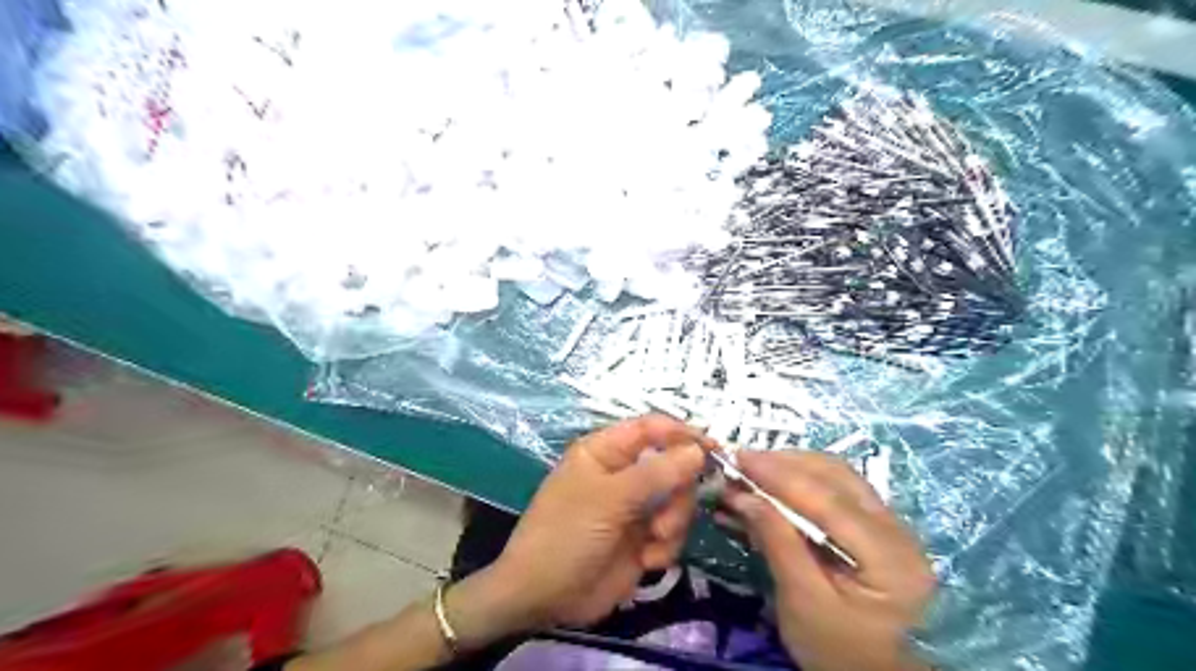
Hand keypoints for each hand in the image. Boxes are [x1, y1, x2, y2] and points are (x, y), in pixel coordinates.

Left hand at [465, 416, 708, 636]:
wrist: (543, 597)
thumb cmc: (567, 534)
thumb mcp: (609, 499)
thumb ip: (656, 473)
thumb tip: (697, 450)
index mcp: (605, 452)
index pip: (650, 429)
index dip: (681, 433)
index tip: (712, 448)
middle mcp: (623, 474)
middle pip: (672, 466)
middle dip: (677, 493)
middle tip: (666, 517)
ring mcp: (634, 507)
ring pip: (678, 501)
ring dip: (673, 523)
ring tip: (653, 542)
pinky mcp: (642, 539)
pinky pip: (672, 532)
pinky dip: (665, 547)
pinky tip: (646, 561)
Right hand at [719, 451, 932, 670]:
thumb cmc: (838, 651)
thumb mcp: (802, 602)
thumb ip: (776, 542)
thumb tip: (743, 495)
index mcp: (890, 558)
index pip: (829, 500)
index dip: (780, 474)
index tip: (738, 458)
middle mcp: (899, 531)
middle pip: (836, 477)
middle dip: (783, 464)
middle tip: (740, 462)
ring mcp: (891, 526)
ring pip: (837, 477)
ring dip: (791, 468)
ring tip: (751, 470)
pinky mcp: (877, 528)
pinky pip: (837, 491)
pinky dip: (801, 482)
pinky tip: (773, 486)